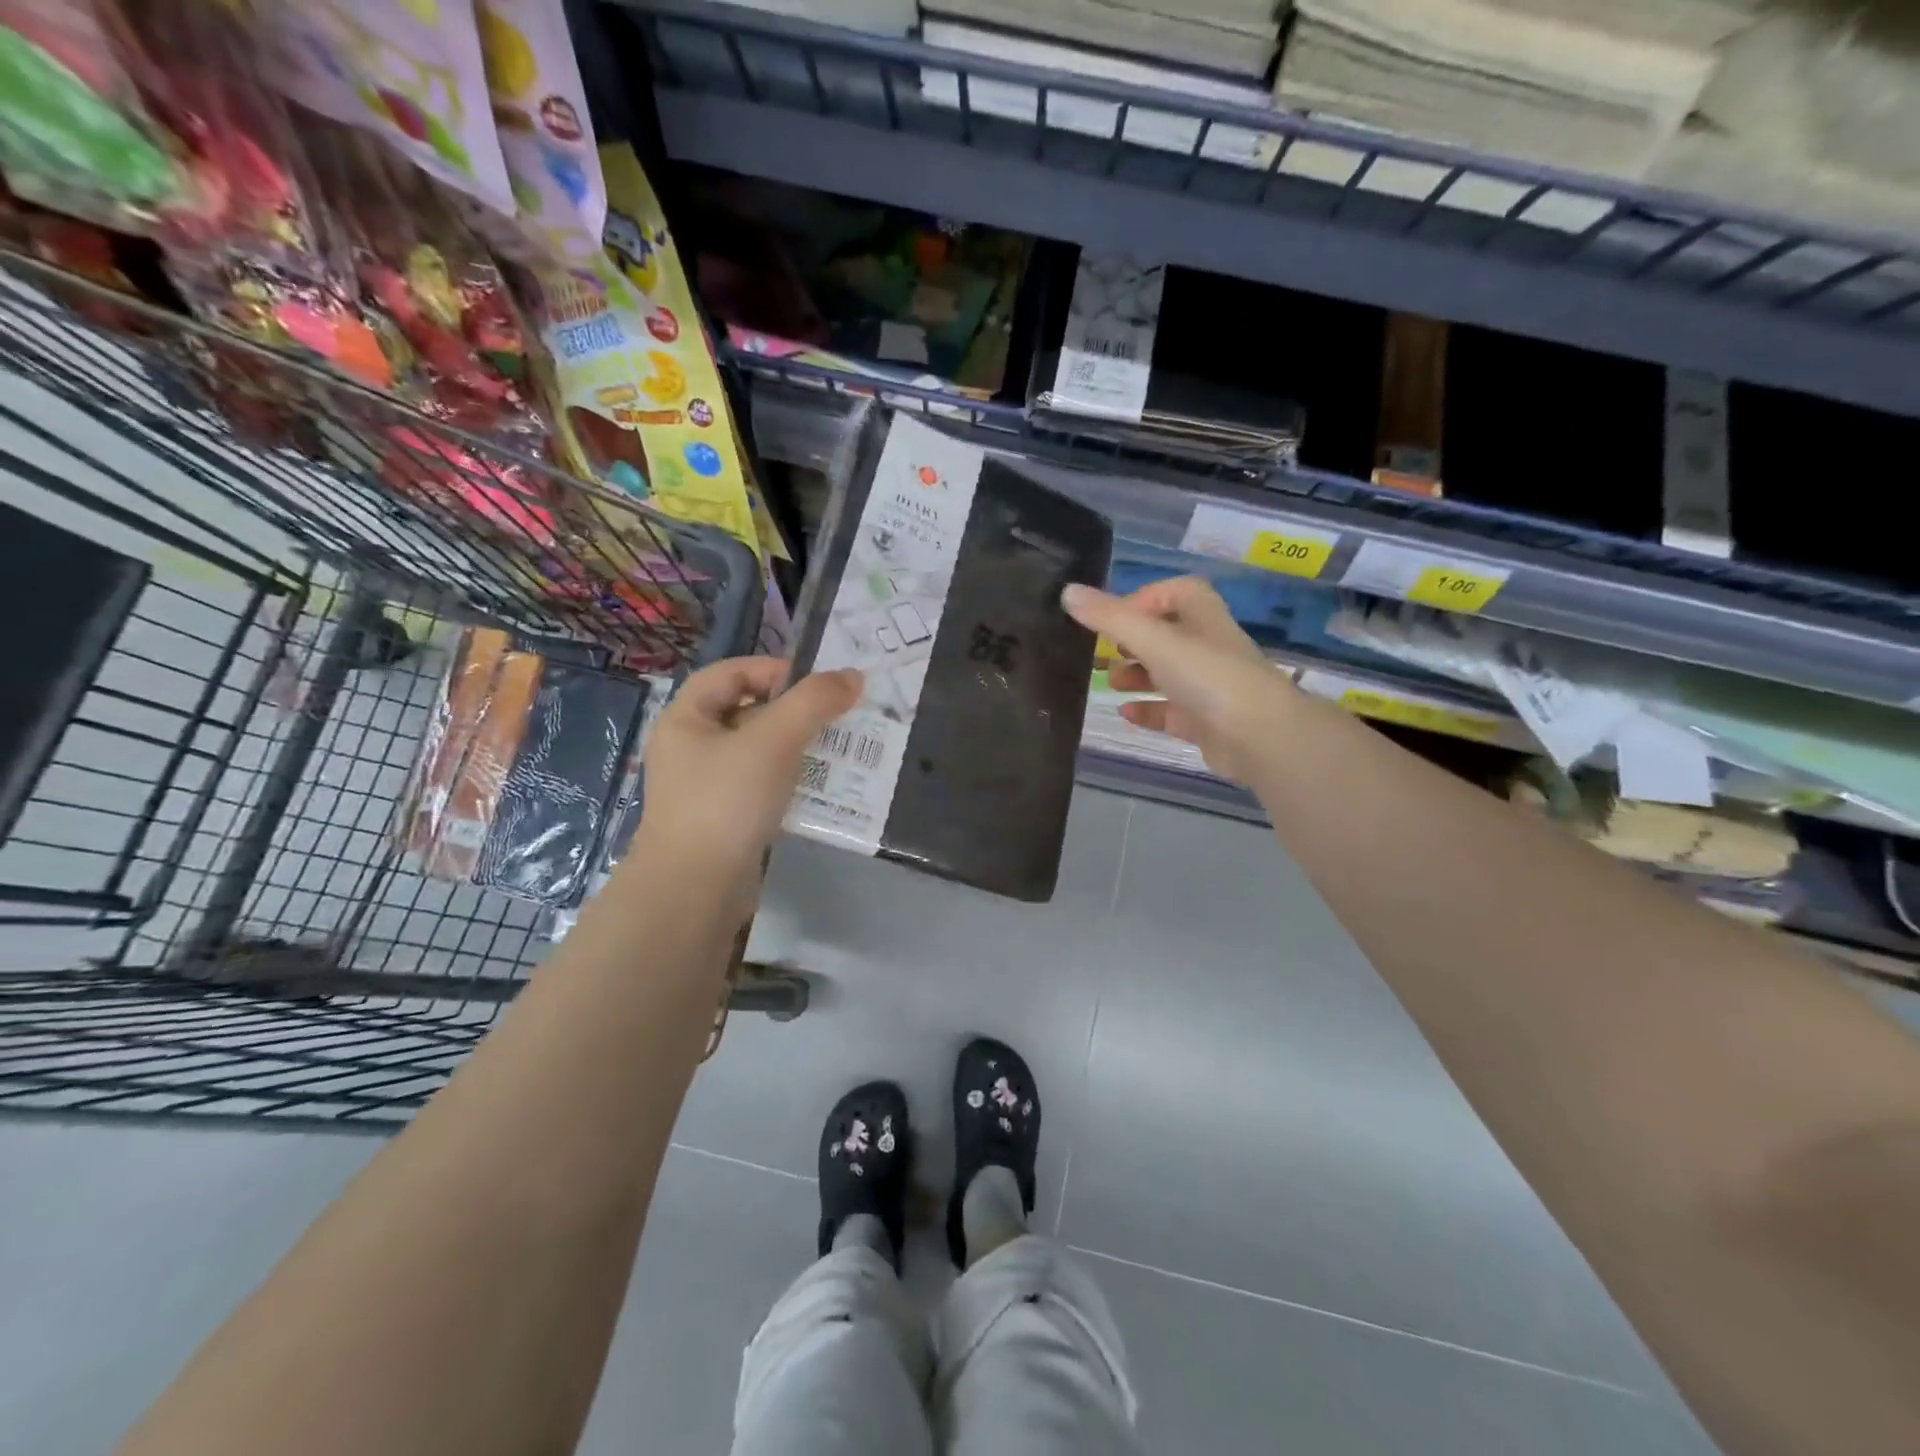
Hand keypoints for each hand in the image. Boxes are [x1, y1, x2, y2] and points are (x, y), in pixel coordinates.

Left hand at [635, 657, 862, 894]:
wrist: (696, 888)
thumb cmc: (727, 800)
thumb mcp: (773, 740)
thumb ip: (813, 702)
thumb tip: (853, 677)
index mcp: (685, 719)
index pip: (729, 673)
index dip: (771, 669)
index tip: (815, 684)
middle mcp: (689, 748)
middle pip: (745, 710)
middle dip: (791, 710)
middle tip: (834, 716)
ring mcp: (704, 787)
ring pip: (756, 750)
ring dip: (795, 746)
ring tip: (835, 749)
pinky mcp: (723, 819)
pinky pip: (760, 785)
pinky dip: (788, 779)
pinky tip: (817, 786)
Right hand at [1063, 577, 1292, 785]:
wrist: (1260, 738)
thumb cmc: (1209, 677)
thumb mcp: (1154, 640)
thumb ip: (1110, 617)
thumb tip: (1067, 592)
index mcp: (1203, 618)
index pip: (1176, 593)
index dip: (1143, 599)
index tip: (1112, 617)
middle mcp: (1207, 647)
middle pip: (1166, 634)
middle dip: (1131, 641)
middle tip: (1099, 652)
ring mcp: (1208, 686)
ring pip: (1166, 673)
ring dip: (1136, 675)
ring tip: (1108, 682)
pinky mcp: (1205, 722)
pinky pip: (1169, 711)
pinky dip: (1146, 710)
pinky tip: (1124, 713)